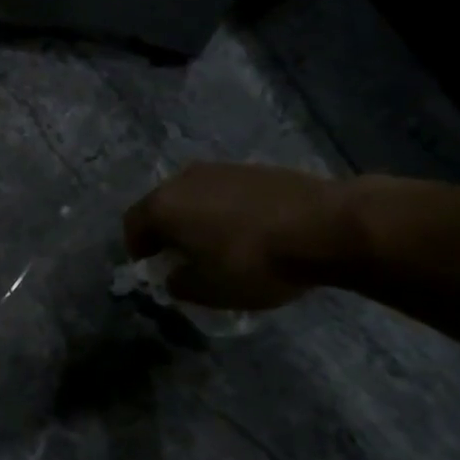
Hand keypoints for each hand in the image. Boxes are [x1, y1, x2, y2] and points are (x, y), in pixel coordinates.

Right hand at [122, 162, 352, 310]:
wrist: (326, 226)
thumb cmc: (253, 262)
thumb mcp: (208, 290)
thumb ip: (180, 285)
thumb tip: (174, 276)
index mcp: (163, 206)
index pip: (132, 225)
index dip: (137, 249)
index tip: (151, 268)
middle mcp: (185, 179)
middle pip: (163, 206)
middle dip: (167, 231)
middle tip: (182, 257)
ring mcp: (222, 169)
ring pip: (195, 196)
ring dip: (198, 219)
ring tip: (218, 245)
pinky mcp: (256, 168)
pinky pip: (226, 192)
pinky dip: (227, 210)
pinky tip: (249, 232)